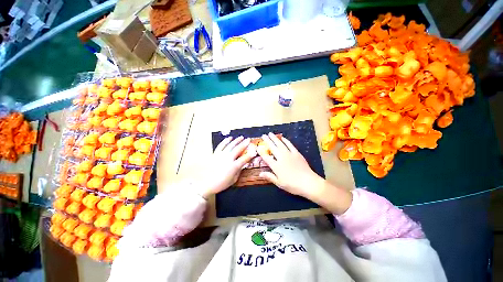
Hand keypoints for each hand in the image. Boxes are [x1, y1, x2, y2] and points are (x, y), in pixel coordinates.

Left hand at [195, 136, 255, 198]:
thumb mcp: (233, 179)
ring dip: (236, 140)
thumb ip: (239, 171)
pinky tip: (229, 138)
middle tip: (248, 139)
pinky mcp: (215, 154)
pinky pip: (221, 145)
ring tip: (241, 137)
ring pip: (230, 145)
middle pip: (238, 149)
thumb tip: (242, 164)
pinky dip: (225, 141)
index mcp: (234, 166)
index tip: (254, 150)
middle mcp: (228, 159)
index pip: (244, 159)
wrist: (207, 184)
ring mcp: (221, 155)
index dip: (250, 154)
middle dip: (244, 143)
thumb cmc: (221, 183)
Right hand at [258, 133, 351, 214]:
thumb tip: (260, 174)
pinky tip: (283, 138)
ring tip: (270, 133)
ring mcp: (289, 154)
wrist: (308, 182)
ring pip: (280, 144)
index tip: (258, 147)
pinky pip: (290, 145)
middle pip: (273, 147)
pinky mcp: (296, 153)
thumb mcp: (279, 183)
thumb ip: (269, 177)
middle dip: (267, 141)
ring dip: (275, 138)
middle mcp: (281, 158)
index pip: (266, 157)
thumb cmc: (292, 185)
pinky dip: (286, 141)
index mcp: (276, 166)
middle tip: (263, 135)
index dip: (261, 152)